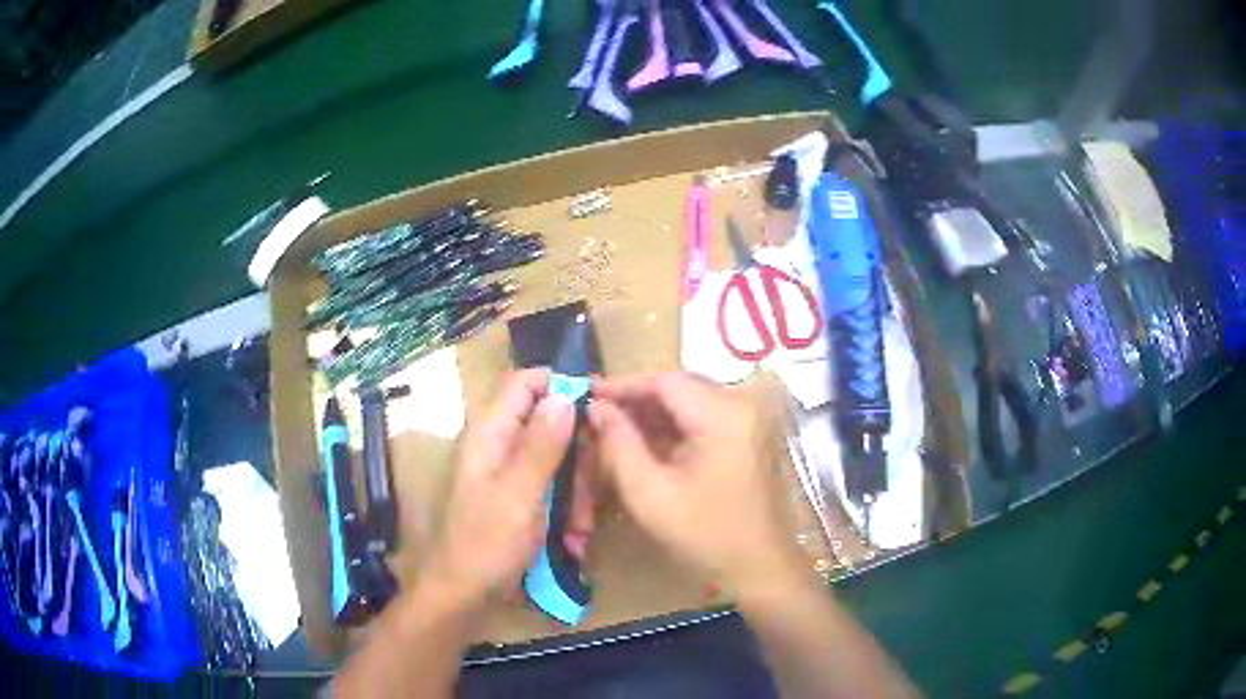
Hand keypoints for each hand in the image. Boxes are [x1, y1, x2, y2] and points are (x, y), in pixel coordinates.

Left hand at [422, 370, 576, 607]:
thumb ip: (541, 446)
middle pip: (548, 423)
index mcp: (490, 433)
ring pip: (555, 460)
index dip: (562, 386)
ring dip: (576, 490)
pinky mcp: (515, 498)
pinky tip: (571, 539)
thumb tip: (565, 395)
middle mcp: (497, 445)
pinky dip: (565, 509)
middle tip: (593, 490)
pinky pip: (550, 488)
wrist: (461, 594)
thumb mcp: (520, 496)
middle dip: (578, 455)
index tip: (600, 408)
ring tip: (581, 528)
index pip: (525, 383)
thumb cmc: (486, 544)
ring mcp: (506, 473)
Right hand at [589, 372, 802, 595]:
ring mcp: (750, 419)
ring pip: (692, 400)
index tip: (587, 394)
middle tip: (597, 412)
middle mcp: (741, 404)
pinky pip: (706, 417)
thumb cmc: (705, 534)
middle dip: (637, 399)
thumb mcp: (650, 493)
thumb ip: (619, 444)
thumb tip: (597, 408)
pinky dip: (675, 425)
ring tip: (614, 427)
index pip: (664, 380)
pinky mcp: (750, 435)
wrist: (761, 566)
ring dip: (654, 412)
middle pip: (680, 386)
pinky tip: (646, 442)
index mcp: (722, 414)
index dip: (623, 385)